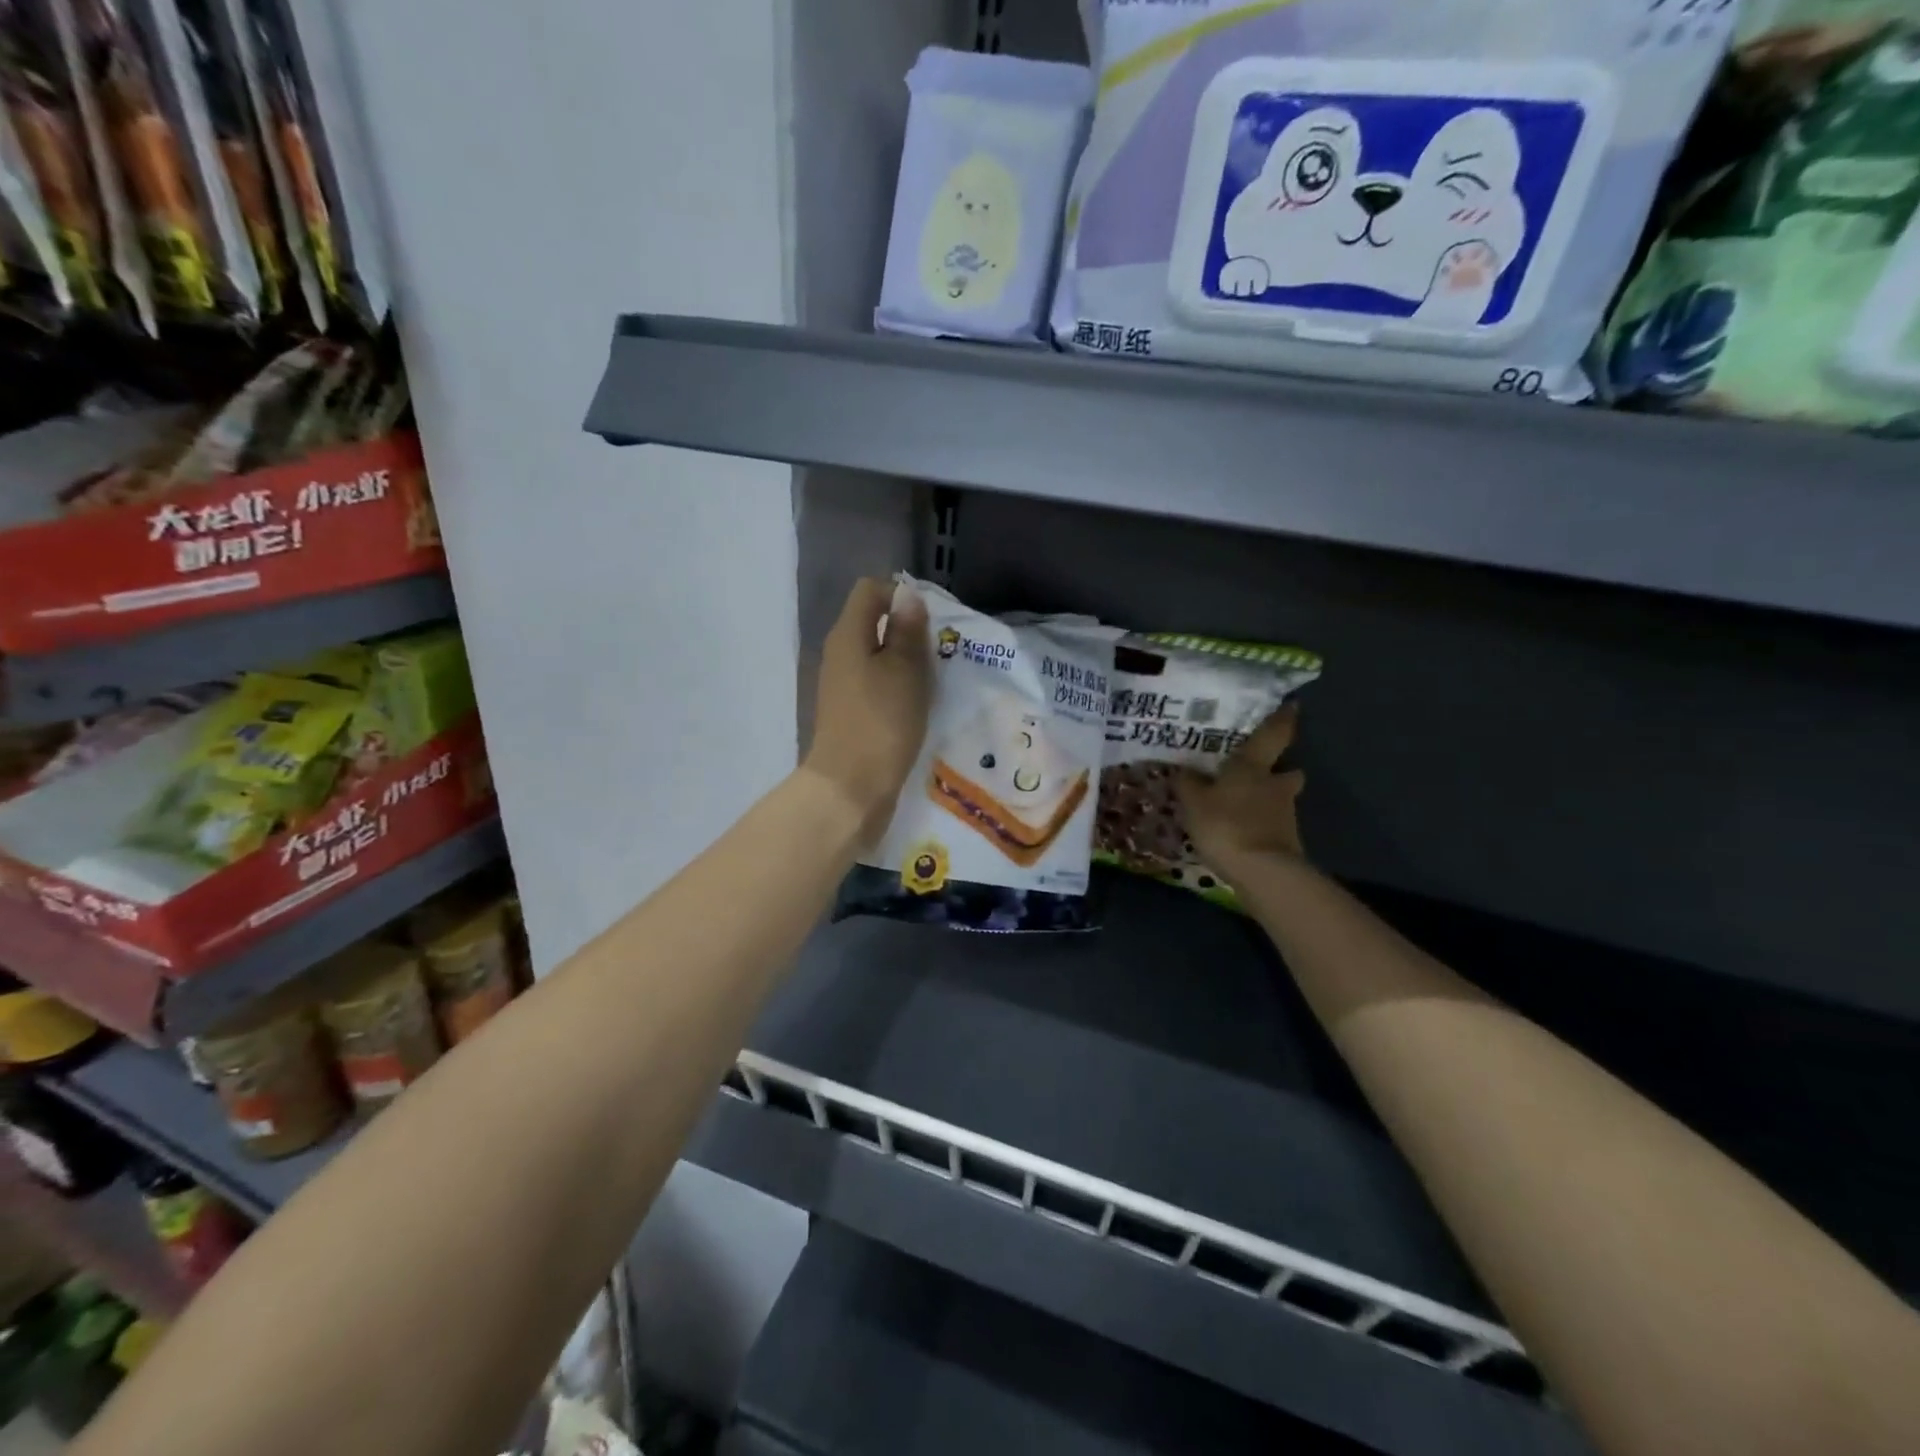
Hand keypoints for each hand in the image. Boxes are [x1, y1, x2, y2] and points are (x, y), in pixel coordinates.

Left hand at [803, 578, 930, 828]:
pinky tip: (916, 706)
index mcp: (847, 635)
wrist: (850, 788)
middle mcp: (839, 654)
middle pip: (872, 623)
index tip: (930, 622)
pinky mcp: (850, 713)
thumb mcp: (904, 670)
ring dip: (904, 662)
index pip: (870, 591)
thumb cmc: (882, 722)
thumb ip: (906, 630)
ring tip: (933, 681)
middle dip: (907, 631)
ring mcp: (842, 686)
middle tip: (938, 653)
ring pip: (876, 656)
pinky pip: (876, 685)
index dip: (901, 595)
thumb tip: (907, 595)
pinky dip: (897, 687)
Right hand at [1179, 704, 1307, 869]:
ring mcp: (1286, 814)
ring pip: (1280, 798)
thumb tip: (1183, 769)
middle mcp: (1276, 784)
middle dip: (1280, 769)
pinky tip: (1244, 831)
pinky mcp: (1287, 841)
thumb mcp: (1194, 802)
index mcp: (1254, 765)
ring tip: (1245, 805)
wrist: (1263, 872)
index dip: (1283, 719)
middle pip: (1287, 770)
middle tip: (1263, 770)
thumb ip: (1188, 783)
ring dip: (1269, 799)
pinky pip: (1273, 824)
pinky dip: (1262, 824)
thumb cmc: (1226, 824)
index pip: (1274, 734)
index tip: (1291, 706)